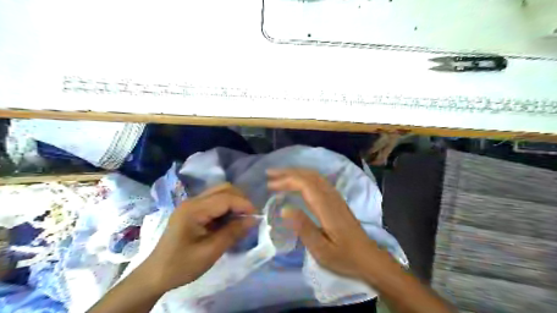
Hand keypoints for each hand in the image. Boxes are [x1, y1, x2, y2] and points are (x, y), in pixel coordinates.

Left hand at [138, 183, 255, 292]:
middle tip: (249, 217)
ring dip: (234, 202)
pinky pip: (215, 202)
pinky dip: (226, 207)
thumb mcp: (210, 252)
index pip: (225, 198)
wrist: (155, 274)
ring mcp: (191, 204)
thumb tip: (253, 220)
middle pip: (223, 189)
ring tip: (241, 219)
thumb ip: (232, 233)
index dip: (244, 204)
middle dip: (240, 200)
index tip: (257, 216)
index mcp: (193, 210)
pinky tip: (229, 221)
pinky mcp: (193, 210)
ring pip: (220, 193)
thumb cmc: (181, 265)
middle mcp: (192, 201)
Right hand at [266, 169, 378, 277]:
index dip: (286, 180)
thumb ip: (303, 228)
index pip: (305, 184)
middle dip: (288, 172)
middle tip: (270, 174)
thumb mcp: (321, 250)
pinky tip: (297, 182)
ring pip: (315, 176)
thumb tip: (285, 209)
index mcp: (326, 207)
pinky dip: (304, 177)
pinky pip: (319, 181)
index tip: (270, 185)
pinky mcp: (337, 200)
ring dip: (296, 172)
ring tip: (279, 175)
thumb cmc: (344, 256)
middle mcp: (331, 197)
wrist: (368, 258)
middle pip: (309, 175)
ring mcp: (336, 197)